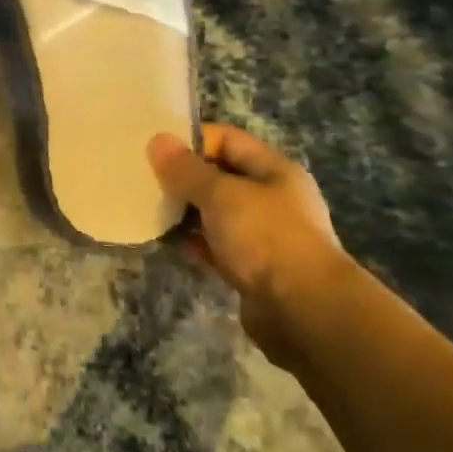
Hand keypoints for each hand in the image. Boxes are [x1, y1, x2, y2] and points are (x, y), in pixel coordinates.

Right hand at [148, 125, 353, 368]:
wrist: (305, 312)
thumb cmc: (265, 238)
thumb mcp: (221, 194)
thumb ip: (186, 169)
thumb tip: (158, 140)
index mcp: (274, 170)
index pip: (227, 139)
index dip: (191, 141)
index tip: (155, 151)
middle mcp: (273, 198)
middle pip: (221, 176)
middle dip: (185, 178)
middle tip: (147, 181)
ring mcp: (266, 235)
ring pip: (217, 213)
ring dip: (188, 212)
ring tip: (153, 211)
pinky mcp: (255, 268)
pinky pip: (219, 246)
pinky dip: (197, 242)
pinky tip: (172, 243)